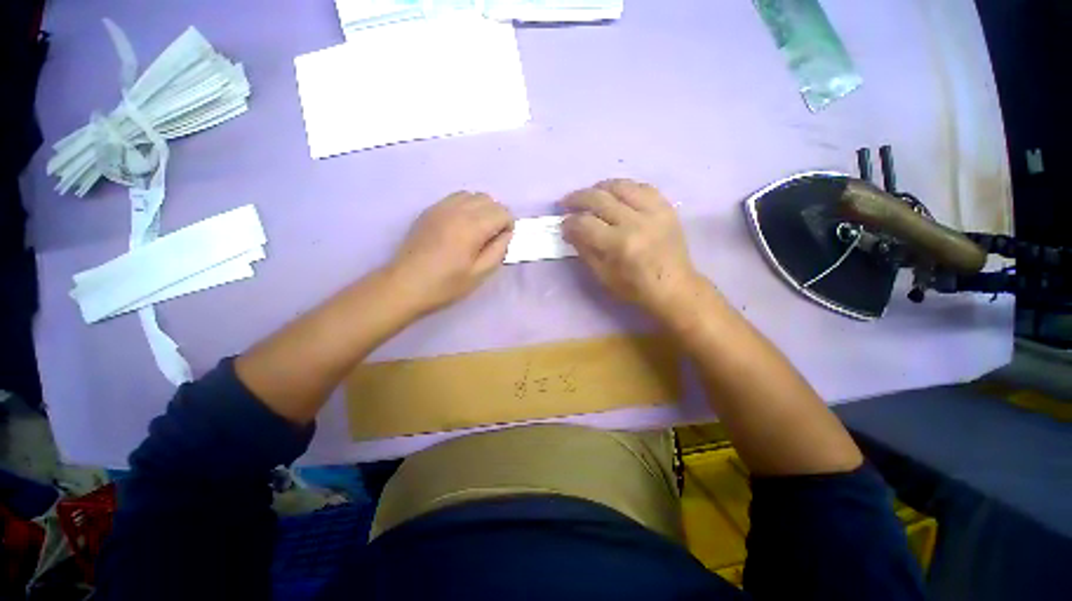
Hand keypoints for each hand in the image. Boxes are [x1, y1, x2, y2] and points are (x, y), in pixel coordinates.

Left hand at [388, 192, 513, 313]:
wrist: (405, 285)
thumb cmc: (445, 284)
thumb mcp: (479, 274)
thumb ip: (498, 251)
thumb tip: (506, 234)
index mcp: (472, 227)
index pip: (502, 212)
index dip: (508, 226)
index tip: (502, 243)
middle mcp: (457, 210)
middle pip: (488, 199)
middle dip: (496, 215)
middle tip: (492, 238)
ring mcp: (440, 207)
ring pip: (471, 195)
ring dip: (481, 209)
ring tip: (477, 231)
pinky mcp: (429, 211)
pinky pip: (455, 198)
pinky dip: (465, 207)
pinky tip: (460, 227)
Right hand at [562, 179, 700, 318]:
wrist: (674, 286)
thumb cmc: (635, 288)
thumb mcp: (603, 276)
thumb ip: (584, 249)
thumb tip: (569, 229)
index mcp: (619, 245)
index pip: (585, 223)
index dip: (569, 222)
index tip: (563, 224)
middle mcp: (636, 222)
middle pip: (599, 198)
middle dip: (577, 198)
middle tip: (566, 202)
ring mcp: (654, 211)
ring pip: (620, 185)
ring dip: (599, 187)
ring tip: (589, 194)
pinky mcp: (666, 207)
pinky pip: (641, 186)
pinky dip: (624, 187)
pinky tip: (615, 194)